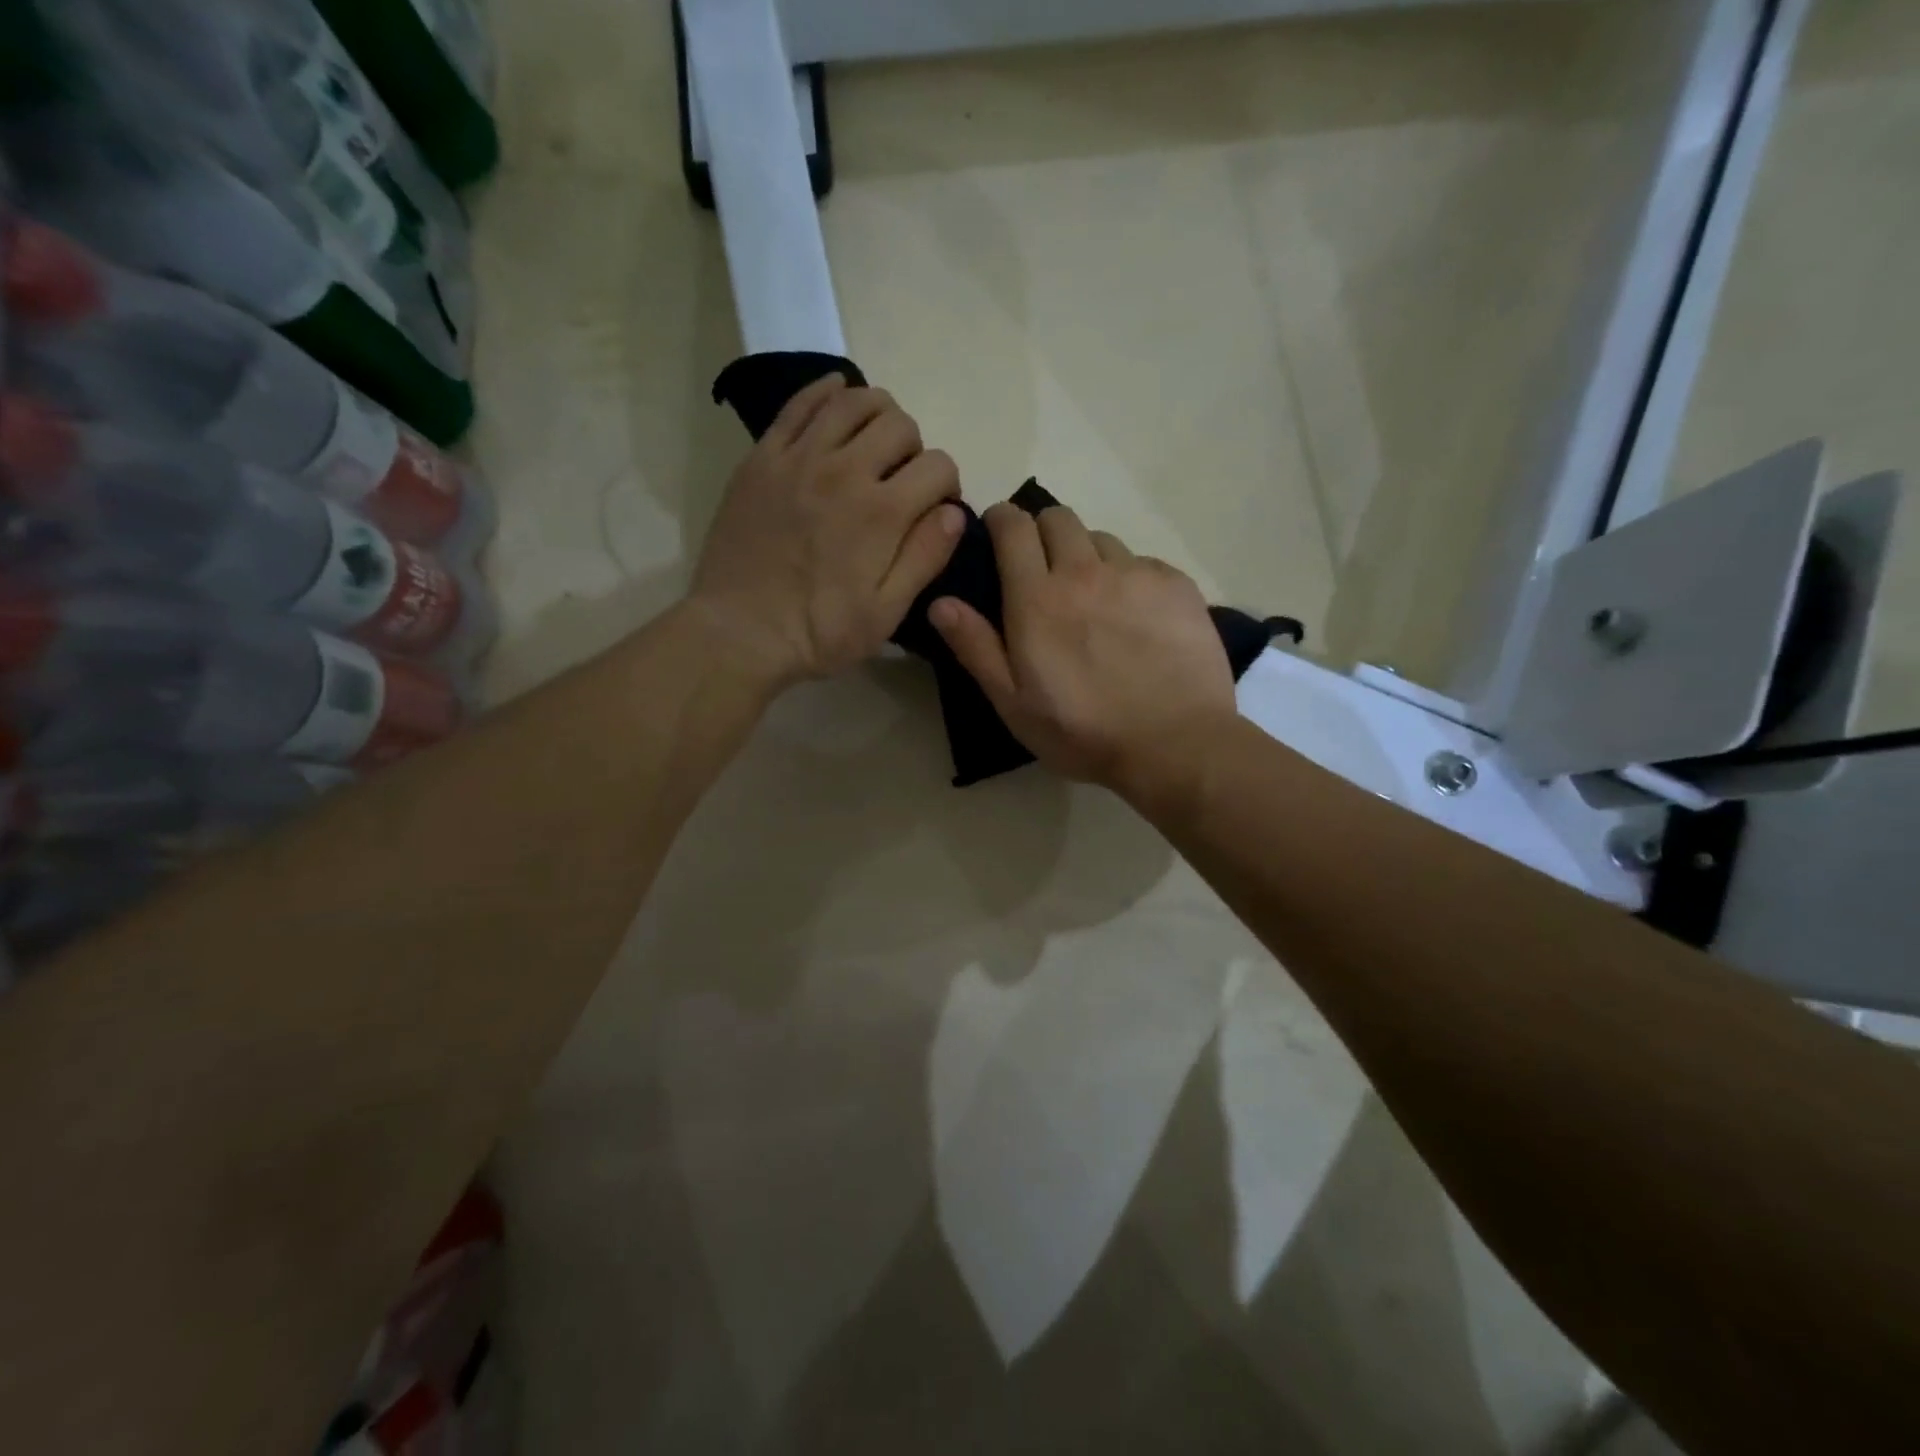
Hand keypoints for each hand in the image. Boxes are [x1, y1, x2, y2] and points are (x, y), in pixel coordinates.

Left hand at [688, 377, 966, 686]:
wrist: (738, 632)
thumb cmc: (818, 633)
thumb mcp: (885, 613)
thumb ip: (924, 558)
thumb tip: (953, 512)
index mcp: (882, 513)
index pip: (938, 466)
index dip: (947, 485)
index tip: (935, 508)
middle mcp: (844, 471)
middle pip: (900, 425)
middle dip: (915, 450)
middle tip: (902, 481)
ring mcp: (799, 458)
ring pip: (853, 402)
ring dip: (878, 414)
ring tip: (874, 443)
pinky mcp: (763, 457)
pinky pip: (800, 404)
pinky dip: (827, 392)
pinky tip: (837, 399)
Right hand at [929, 502, 1236, 799]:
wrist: (1174, 744)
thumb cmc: (1082, 732)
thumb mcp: (1013, 702)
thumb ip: (976, 647)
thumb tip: (941, 601)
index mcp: (1037, 598)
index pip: (1013, 527)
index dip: (1002, 521)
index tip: (999, 535)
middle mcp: (1085, 571)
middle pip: (1058, 518)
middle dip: (1043, 532)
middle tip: (1044, 570)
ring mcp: (1136, 575)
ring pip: (1102, 540)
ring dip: (1088, 557)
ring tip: (1094, 598)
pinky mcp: (1177, 586)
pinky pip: (1144, 563)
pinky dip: (1131, 579)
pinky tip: (1138, 617)